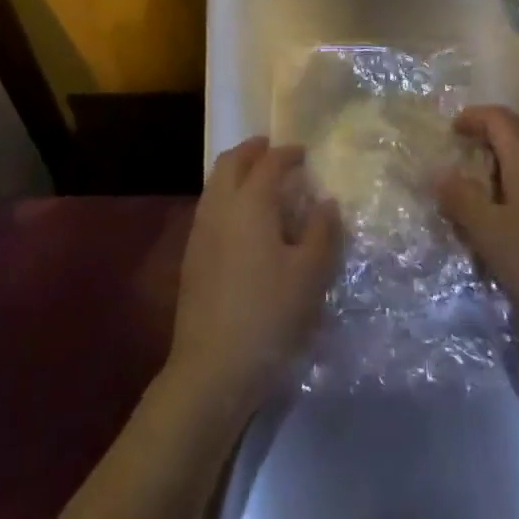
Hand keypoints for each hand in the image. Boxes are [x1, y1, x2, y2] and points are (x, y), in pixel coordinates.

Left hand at [167, 137, 341, 417]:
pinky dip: (226, 195)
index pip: (269, 163)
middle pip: (231, 162)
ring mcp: (200, 230)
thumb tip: (326, 202)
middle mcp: (220, 206)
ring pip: (215, 182)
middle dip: (252, 150)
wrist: (211, 368)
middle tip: (273, 151)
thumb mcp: (310, 275)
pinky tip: (243, 219)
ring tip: (259, 181)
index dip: (287, 153)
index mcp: (250, 202)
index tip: (303, 153)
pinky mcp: (192, 255)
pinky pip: (210, 206)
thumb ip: (322, 232)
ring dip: (236, 171)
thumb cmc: (269, 315)